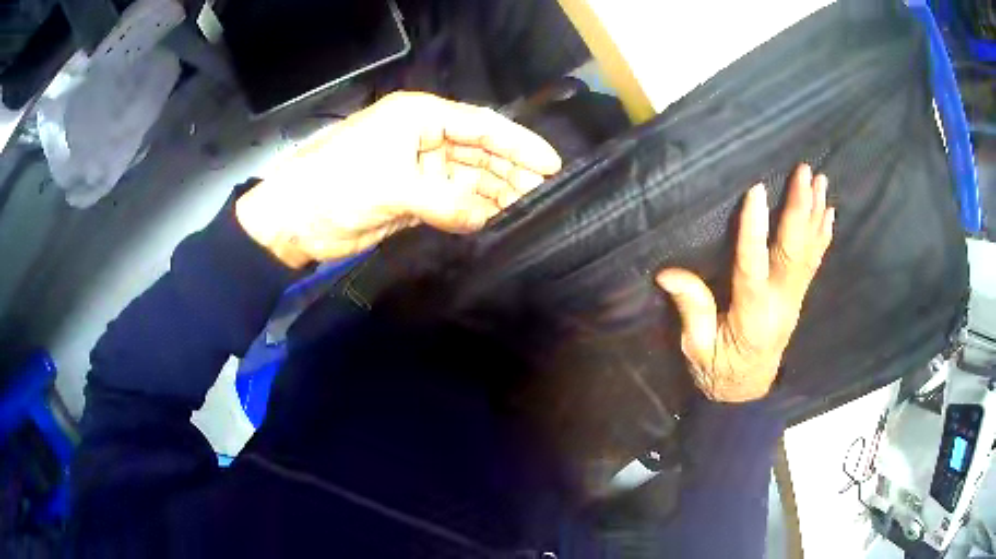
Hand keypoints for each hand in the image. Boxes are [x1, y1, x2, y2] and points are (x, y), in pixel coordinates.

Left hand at [235, 91, 561, 267]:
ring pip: (468, 178)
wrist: (292, 222)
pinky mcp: (413, 198)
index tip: (551, 164)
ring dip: (495, 193)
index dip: (517, 143)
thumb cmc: (336, 187)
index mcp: (419, 117)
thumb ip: (445, 203)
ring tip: (527, 211)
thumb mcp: (393, 187)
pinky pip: (453, 202)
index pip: (479, 125)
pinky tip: (495, 221)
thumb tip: (486, 218)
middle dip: (511, 171)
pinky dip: (472, 211)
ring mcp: (419, 169)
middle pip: (479, 151)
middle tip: (545, 195)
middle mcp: (423, 137)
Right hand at [656, 164, 834, 402]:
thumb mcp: (696, 349)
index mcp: (751, 315)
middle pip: (793, 252)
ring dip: (815, 214)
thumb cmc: (718, 370)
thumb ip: (691, 310)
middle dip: (799, 209)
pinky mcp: (798, 297)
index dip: (754, 229)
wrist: (747, 392)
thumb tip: (668, 274)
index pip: (753, 267)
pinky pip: (814, 263)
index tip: (755, 191)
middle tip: (805, 172)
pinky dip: (823, 236)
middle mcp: (780, 303)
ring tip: (821, 180)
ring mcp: (794, 299)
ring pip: (808, 252)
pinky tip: (828, 213)